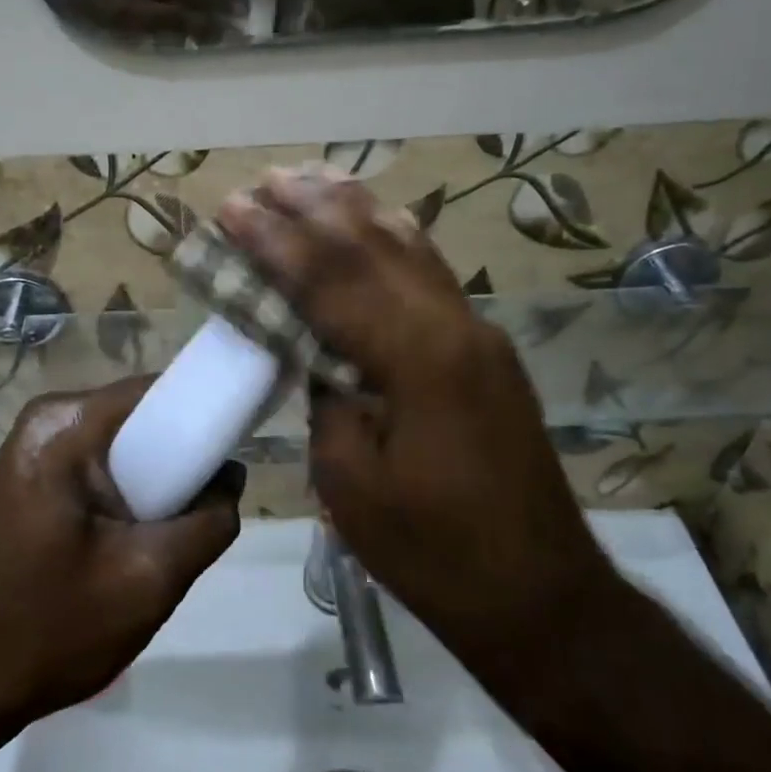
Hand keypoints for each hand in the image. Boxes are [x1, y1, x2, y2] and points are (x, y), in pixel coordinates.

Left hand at [0, 378, 243, 724]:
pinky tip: (129, 546)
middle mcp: (47, 421)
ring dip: (154, 486)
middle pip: (142, 418)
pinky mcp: (32, 478)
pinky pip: (100, 469)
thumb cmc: (50, 628)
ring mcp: (34, 449)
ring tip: (160, 540)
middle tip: (195, 517)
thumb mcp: (148, 580)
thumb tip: (229, 479)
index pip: (158, 391)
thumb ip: (207, 523)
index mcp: (65, 425)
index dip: (204, 413)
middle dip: (178, 461)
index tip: (237, 450)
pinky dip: (127, 497)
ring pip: (125, 448)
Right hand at [217, 168, 614, 662]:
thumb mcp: (351, 482)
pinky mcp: (485, 353)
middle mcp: (453, 326)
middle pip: (372, 248)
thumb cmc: (432, 551)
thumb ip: (328, 399)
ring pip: (410, 250)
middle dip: (313, 209)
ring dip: (356, 212)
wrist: (539, 593)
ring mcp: (478, 335)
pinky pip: (432, 276)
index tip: (231, 207)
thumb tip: (319, 355)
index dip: (274, 242)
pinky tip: (379, 222)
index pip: (329, 280)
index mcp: (417, 358)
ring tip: (314, 179)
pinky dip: (396, 240)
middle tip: (265, 178)